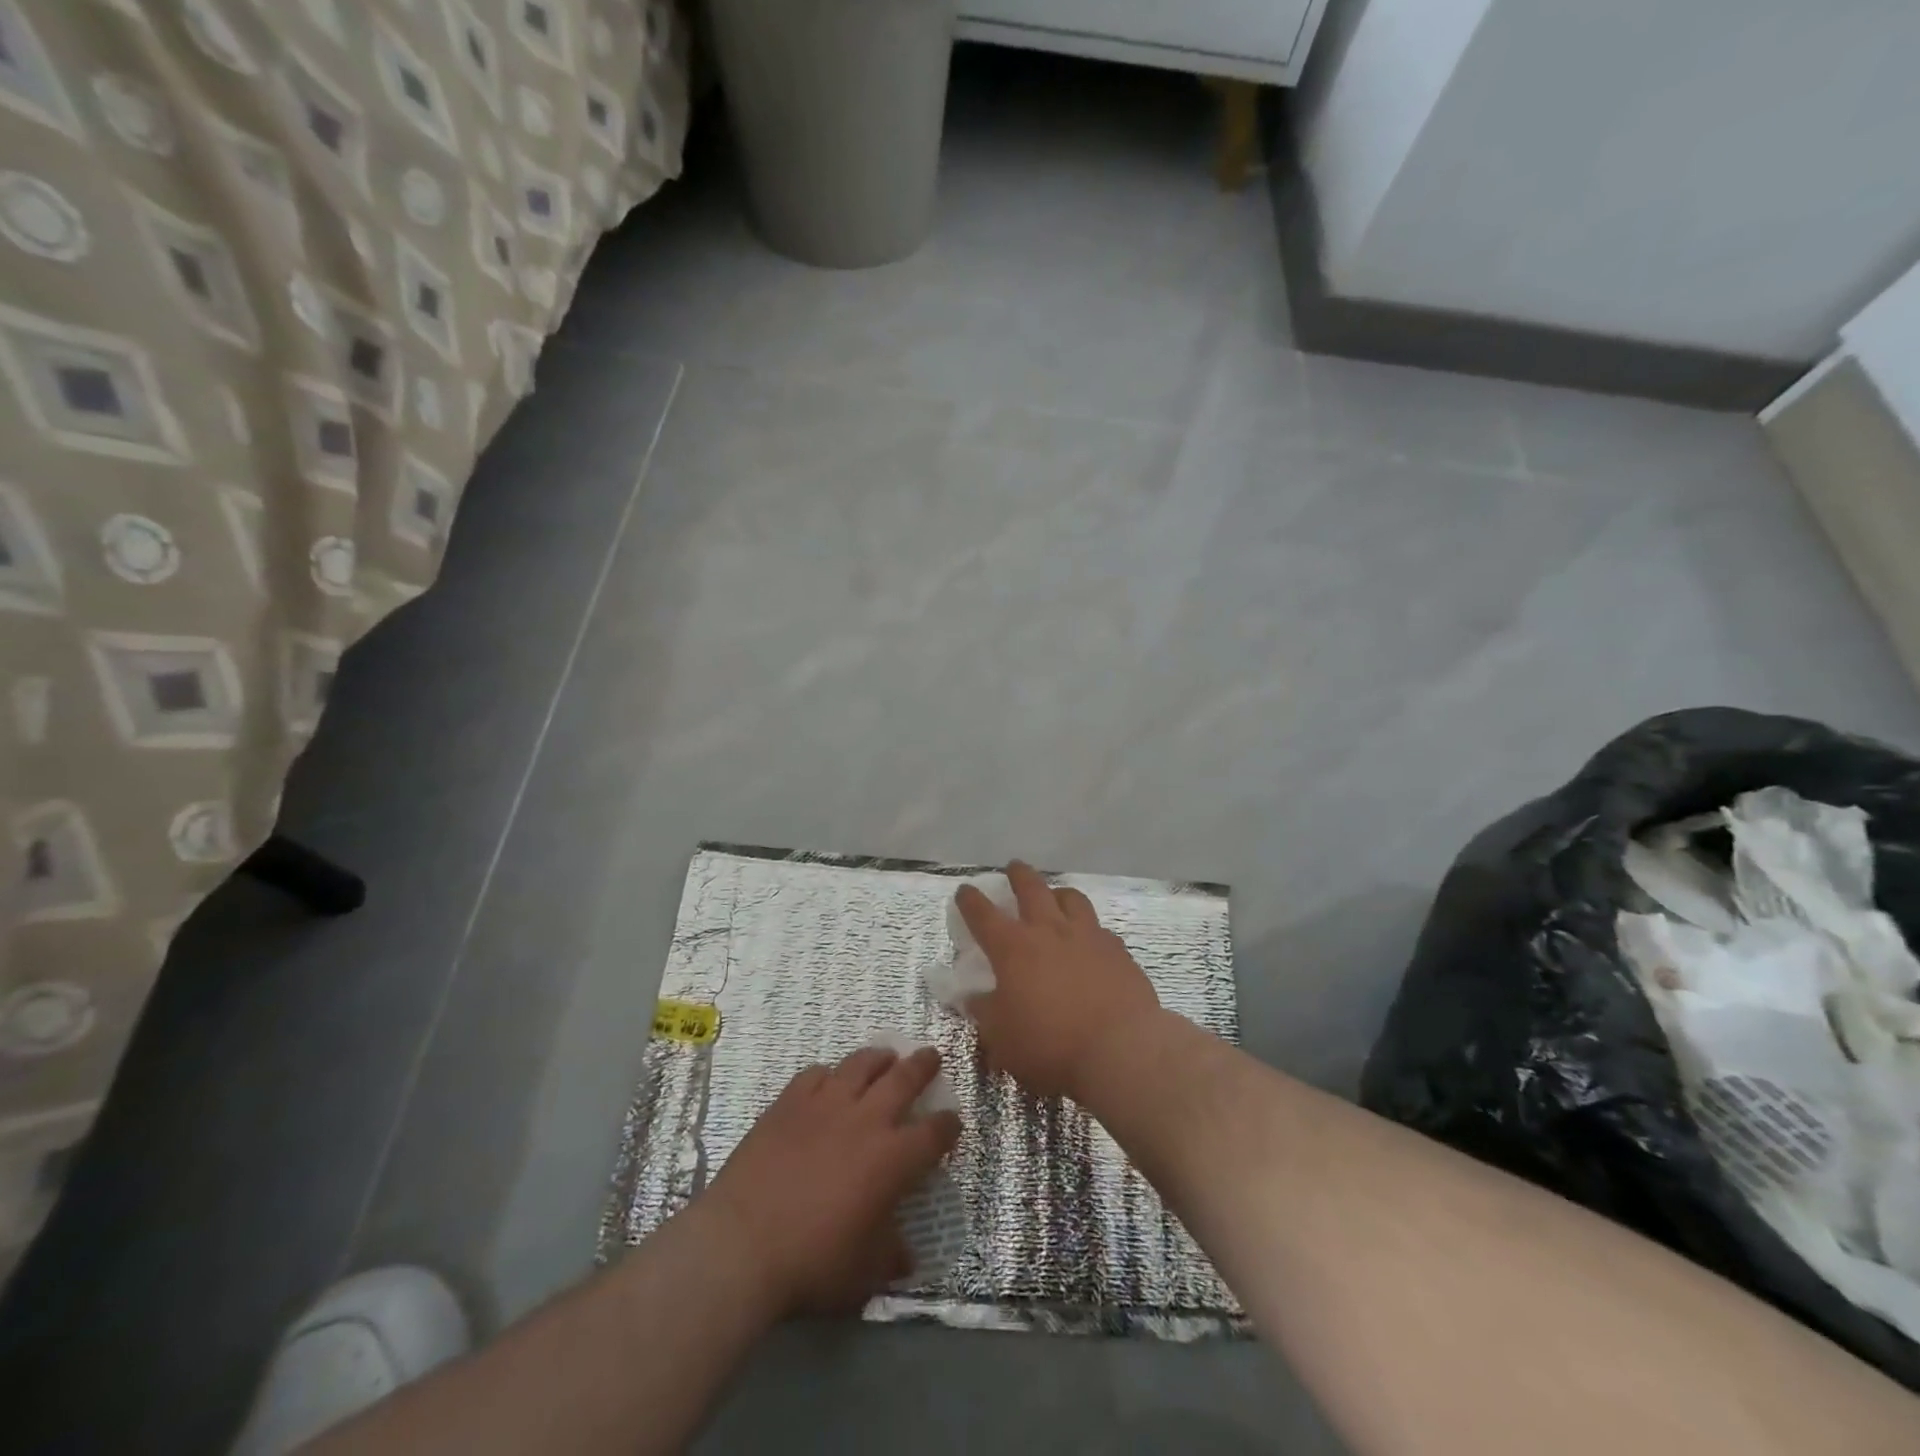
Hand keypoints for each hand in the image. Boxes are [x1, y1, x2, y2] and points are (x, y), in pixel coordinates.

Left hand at [701, 1046, 961, 1317]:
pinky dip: (829, 1074)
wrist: (742, 1244)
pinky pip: (816, 1073)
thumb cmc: (812, 1263)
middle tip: (931, 1056)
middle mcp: (866, 1119)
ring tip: (886, 1056)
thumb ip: (890, 1257)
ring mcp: (826, 1104)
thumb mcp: (863, 1275)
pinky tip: (829, 1079)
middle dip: (923, 1065)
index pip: (935, 1132)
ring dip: (879, 1057)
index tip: (953, 1122)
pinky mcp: (790, 1101)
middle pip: (904, 1078)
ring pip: (861, 1064)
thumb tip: (906, 1255)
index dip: (949, 1125)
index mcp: (893, 1159)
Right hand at [956, 861, 1162, 1101]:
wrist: (1120, 1049)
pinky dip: (1089, 929)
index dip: (971, 900)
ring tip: (1056, 896)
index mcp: (1013, 948)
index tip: (965, 890)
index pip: (983, 914)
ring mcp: (1087, 936)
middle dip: (1019, 875)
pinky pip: (1100, 929)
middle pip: (1031, 888)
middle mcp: (1049, 931)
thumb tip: (974, 998)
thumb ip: (985, 1013)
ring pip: (1071, 898)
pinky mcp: (1118, 950)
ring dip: (1058, 893)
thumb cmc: (1050, 1044)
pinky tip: (1091, 941)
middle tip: (1014, 867)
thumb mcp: (1002, 1038)